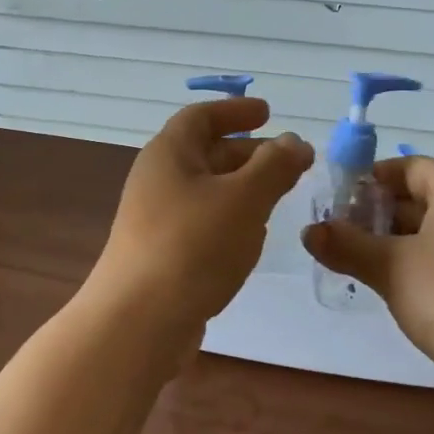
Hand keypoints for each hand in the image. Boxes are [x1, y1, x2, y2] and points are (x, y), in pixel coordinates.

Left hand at [90, 97, 313, 337]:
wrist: (138, 323)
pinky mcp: (161, 253)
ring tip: (278, 196)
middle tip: (289, 161)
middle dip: (248, 153)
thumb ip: (274, 166)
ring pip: (206, 190)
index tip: (268, 113)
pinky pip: (201, 221)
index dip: (235, 110)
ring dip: (242, 187)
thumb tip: (295, 141)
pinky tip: (250, 238)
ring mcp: (155, 219)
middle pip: (205, 152)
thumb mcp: (244, 199)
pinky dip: (229, 218)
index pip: (201, 116)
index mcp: (168, 153)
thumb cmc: (193, 246)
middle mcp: (157, 179)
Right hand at [301, 156, 433, 379]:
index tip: (338, 205)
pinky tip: (412, 294)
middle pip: (425, 197)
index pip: (407, 167)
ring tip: (371, 268)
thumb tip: (308, 231)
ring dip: (405, 244)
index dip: (369, 182)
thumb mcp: (391, 269)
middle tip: (346, 240)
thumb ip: (347, 246)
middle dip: (382, 217)